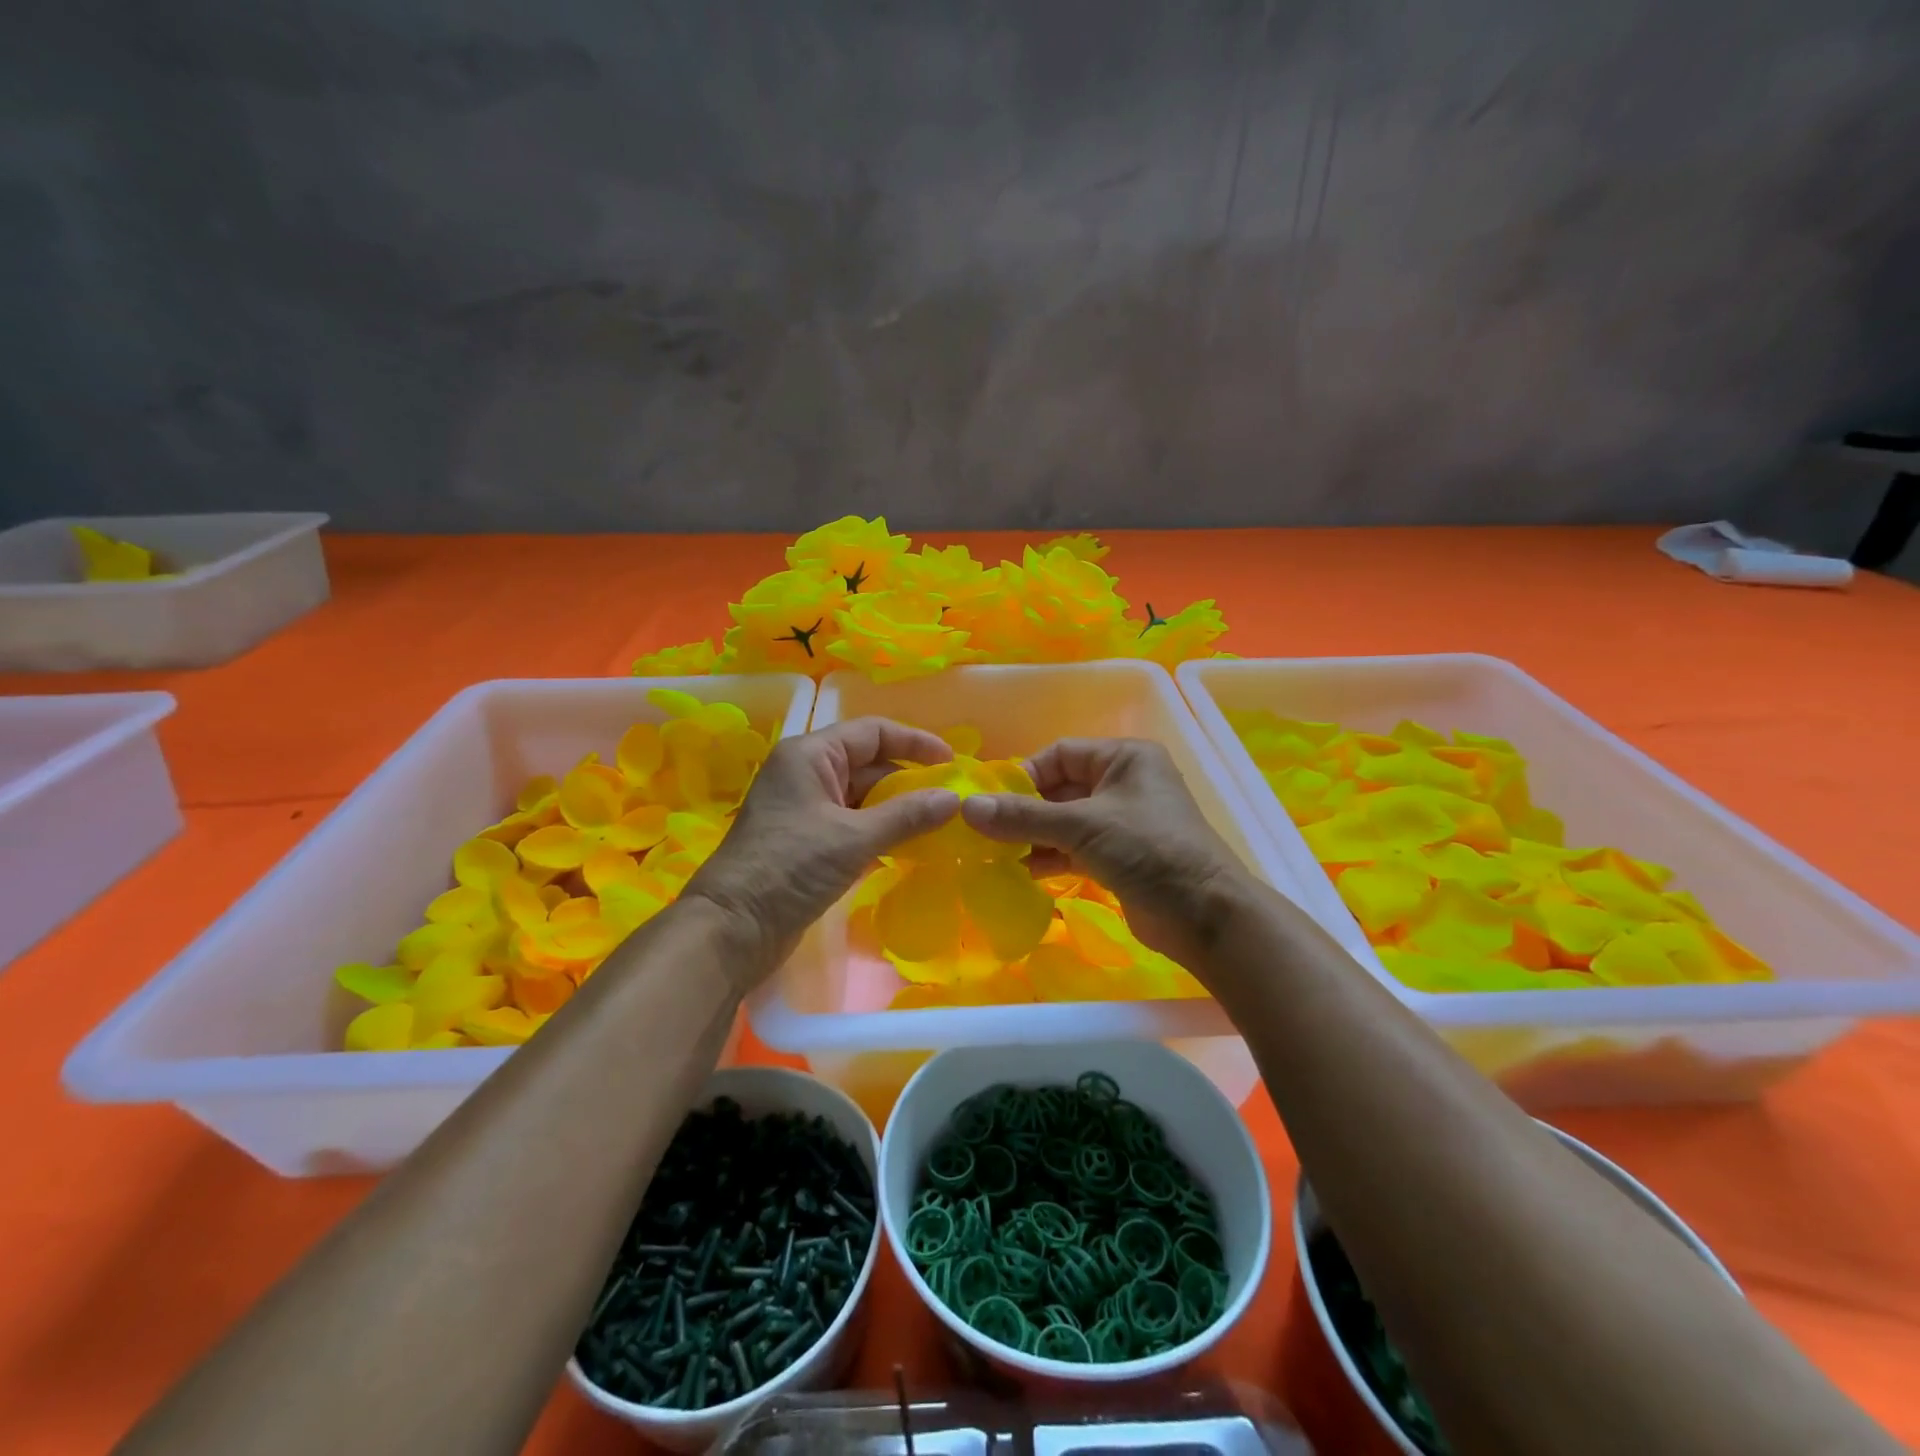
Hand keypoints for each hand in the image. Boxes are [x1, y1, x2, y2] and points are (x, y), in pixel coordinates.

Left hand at [685, 718, 959, 980]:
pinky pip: (854, 824)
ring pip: (863, 797)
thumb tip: (955, 799)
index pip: (872, 732)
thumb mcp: (853, 837)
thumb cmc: (790, 867)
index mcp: (810, 755)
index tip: (952, 763)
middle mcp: (807, 773)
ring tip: (940, 824)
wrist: (733, 928)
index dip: (915, 742)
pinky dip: (882, 831)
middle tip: (952, 800)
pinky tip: (911, 847)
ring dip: (899, 809)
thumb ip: (907, 815)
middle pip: (870, 764)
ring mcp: (806, 808)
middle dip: (910, 780)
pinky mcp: (808, 841)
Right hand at [960, 738, 1251, 968]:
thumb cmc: (1148, 850)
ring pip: (1065, 821)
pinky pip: (1075, 847)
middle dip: (1025, 810)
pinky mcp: (1120, 856)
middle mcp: (1123, 783)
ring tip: (996, 854)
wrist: (1205, 915)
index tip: (990, 801)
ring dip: (1033, 836)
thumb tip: (966, 807)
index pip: (1060, 754)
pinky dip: (1050, 856)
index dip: (1024, 775)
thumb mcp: (1082, 826)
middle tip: (986, 832)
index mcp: (1124, 757)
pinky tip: (1022, 871)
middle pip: (1060, 789)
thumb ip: (1023, 816)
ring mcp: (1122, 822)